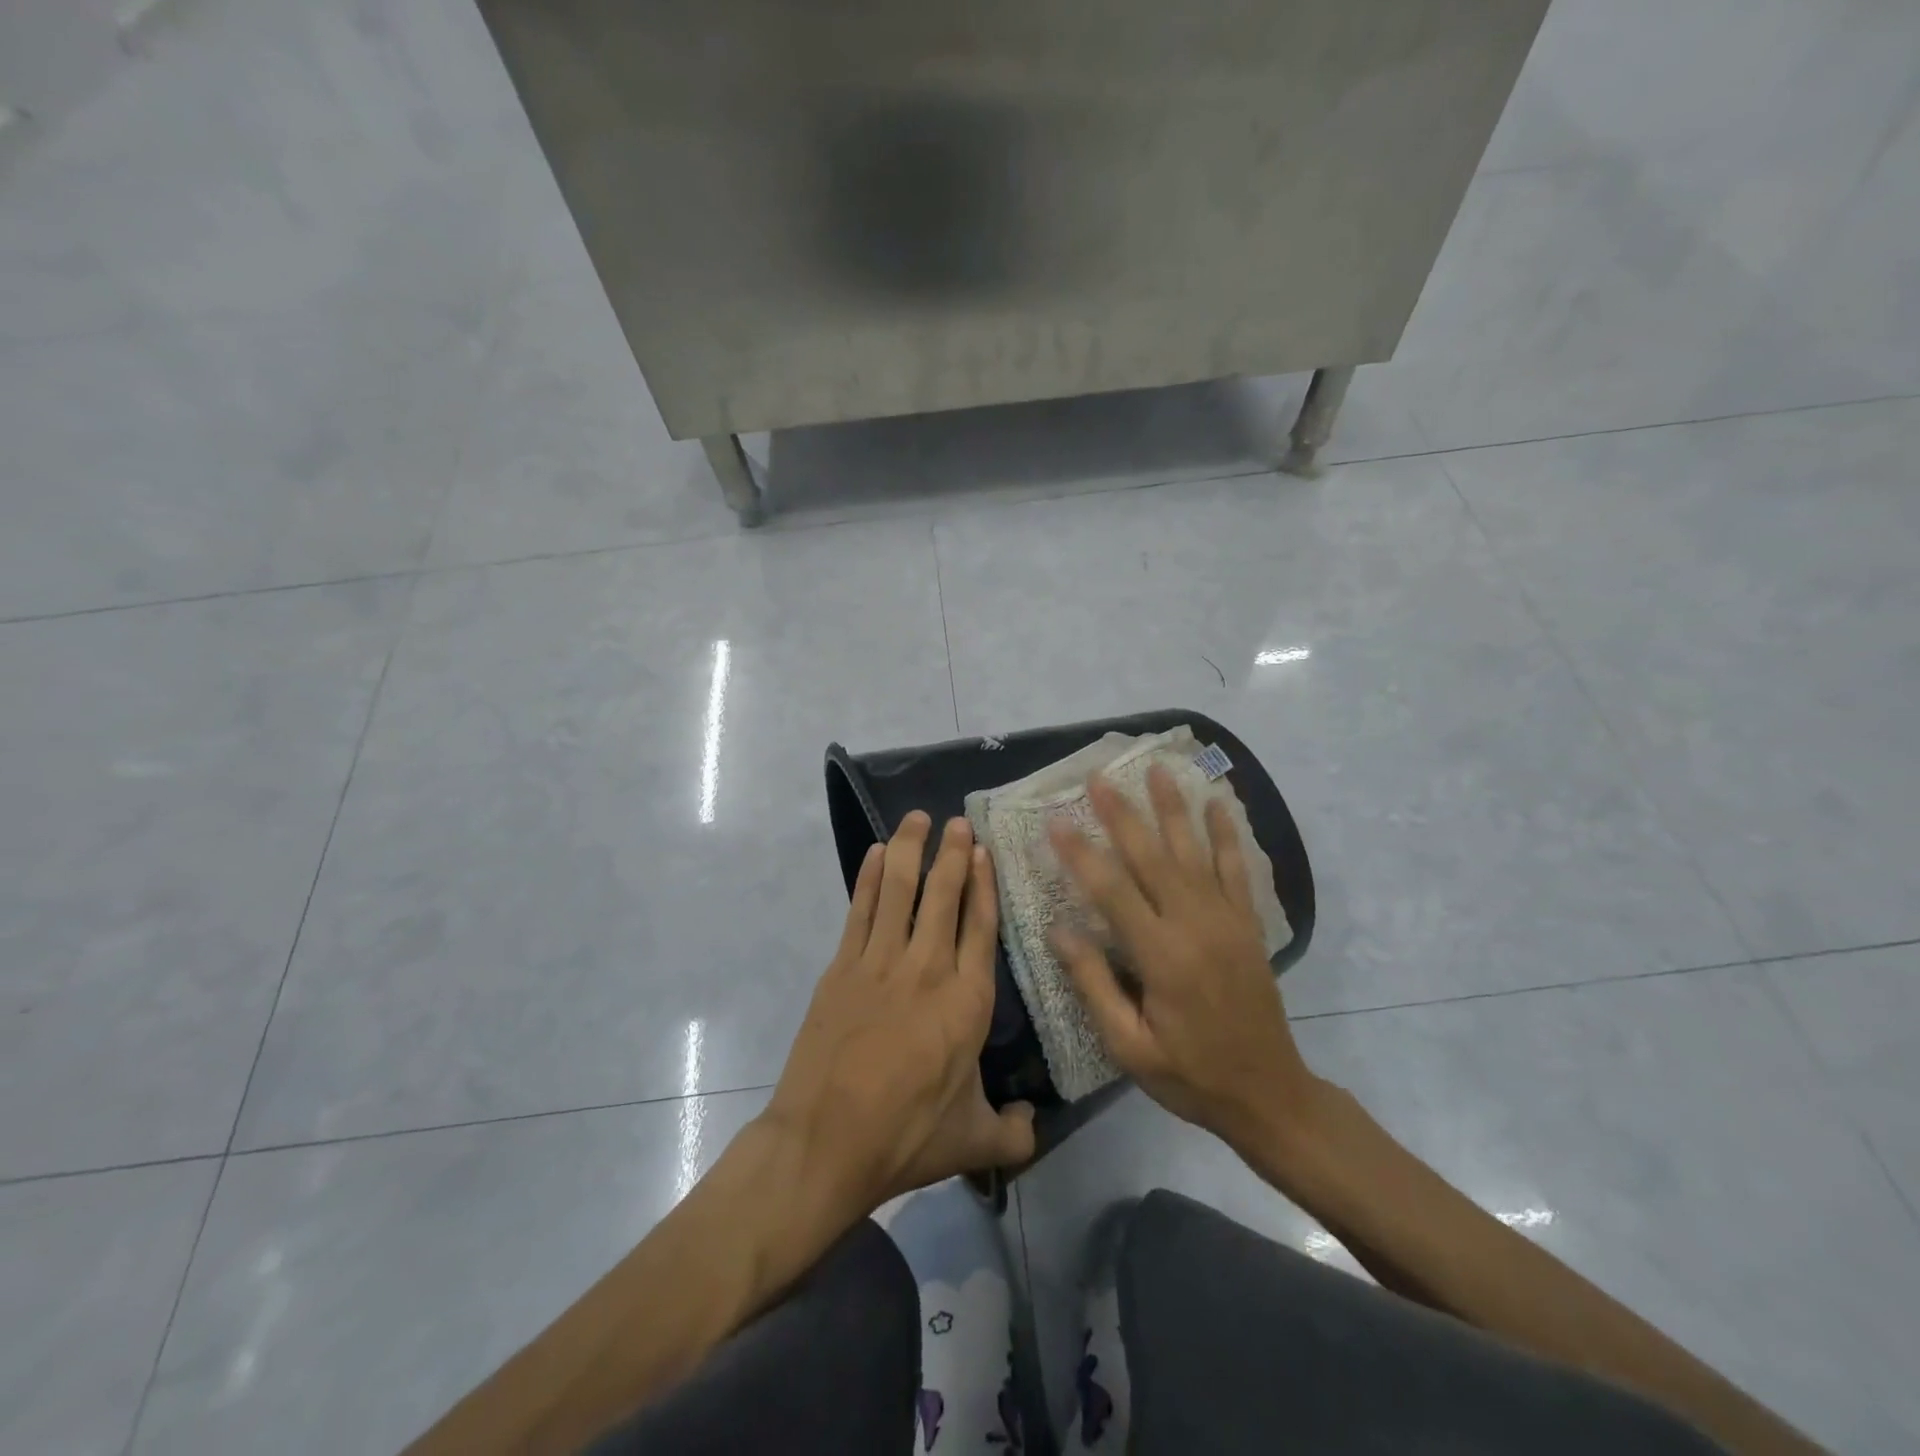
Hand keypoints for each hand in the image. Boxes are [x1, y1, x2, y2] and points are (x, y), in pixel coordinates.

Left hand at [762, 812, 1035, 1216]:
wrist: (827, 1143)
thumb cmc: (906, 1136)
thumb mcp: (973, 1142)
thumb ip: (1014, 1131)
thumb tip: (1032, 1123)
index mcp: (968, 1002)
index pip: (981, 926)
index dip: (983, 884)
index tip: (984, 852)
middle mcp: (928, 969)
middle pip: (943, 896)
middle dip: (952, 854)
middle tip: (958, 822)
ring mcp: (881, 963)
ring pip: (900, 891)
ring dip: (910, 850)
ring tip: (918, 819)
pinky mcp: (842, 967)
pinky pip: (861, 910)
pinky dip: (870, 878)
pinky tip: (875, 853)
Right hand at [1048, 765, 1322, 1153]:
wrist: (1269, 1094)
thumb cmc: (1189, 1074)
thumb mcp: (1129, 1045)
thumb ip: (1093, 983)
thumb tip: (1058, 928)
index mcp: (1162, 956)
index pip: (1112, 891)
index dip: (1081, 854)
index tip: (1056, 822)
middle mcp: (1195, 925)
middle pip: (1152, 857)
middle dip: (1122, 814)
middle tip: (1098, 777)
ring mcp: (1227, 920)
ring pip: (1194, 851)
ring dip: (1173, 808)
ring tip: (1157, 770)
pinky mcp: (1247, 924)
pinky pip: (1236, 869)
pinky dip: (1226, 835)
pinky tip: (1218, 804)